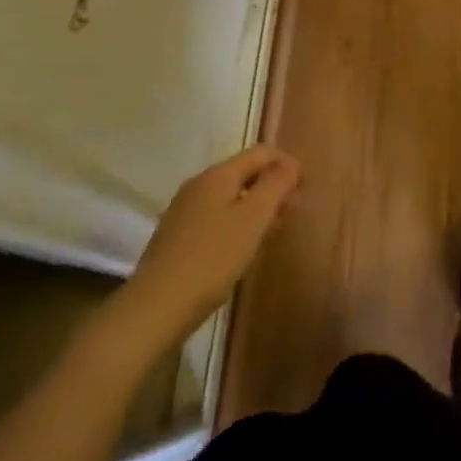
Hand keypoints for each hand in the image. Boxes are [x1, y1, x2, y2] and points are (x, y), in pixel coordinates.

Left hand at [120, 146, 300, 342]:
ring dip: (255, 205)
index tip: (305, 188)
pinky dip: (236, 222)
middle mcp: (198, 184)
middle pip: (243, 172)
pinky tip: (242, 246)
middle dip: (272, 185)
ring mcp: (183, 210)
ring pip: (229, 196)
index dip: (287, 164)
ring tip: (273, 229)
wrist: (155, 307)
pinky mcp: (176, 236)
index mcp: (217, 175)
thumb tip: (289, 163)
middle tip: (293, 210)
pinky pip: (215, 216)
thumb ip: (275, 185)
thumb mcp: (252, 219)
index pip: (260, 153)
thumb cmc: (212, 259)